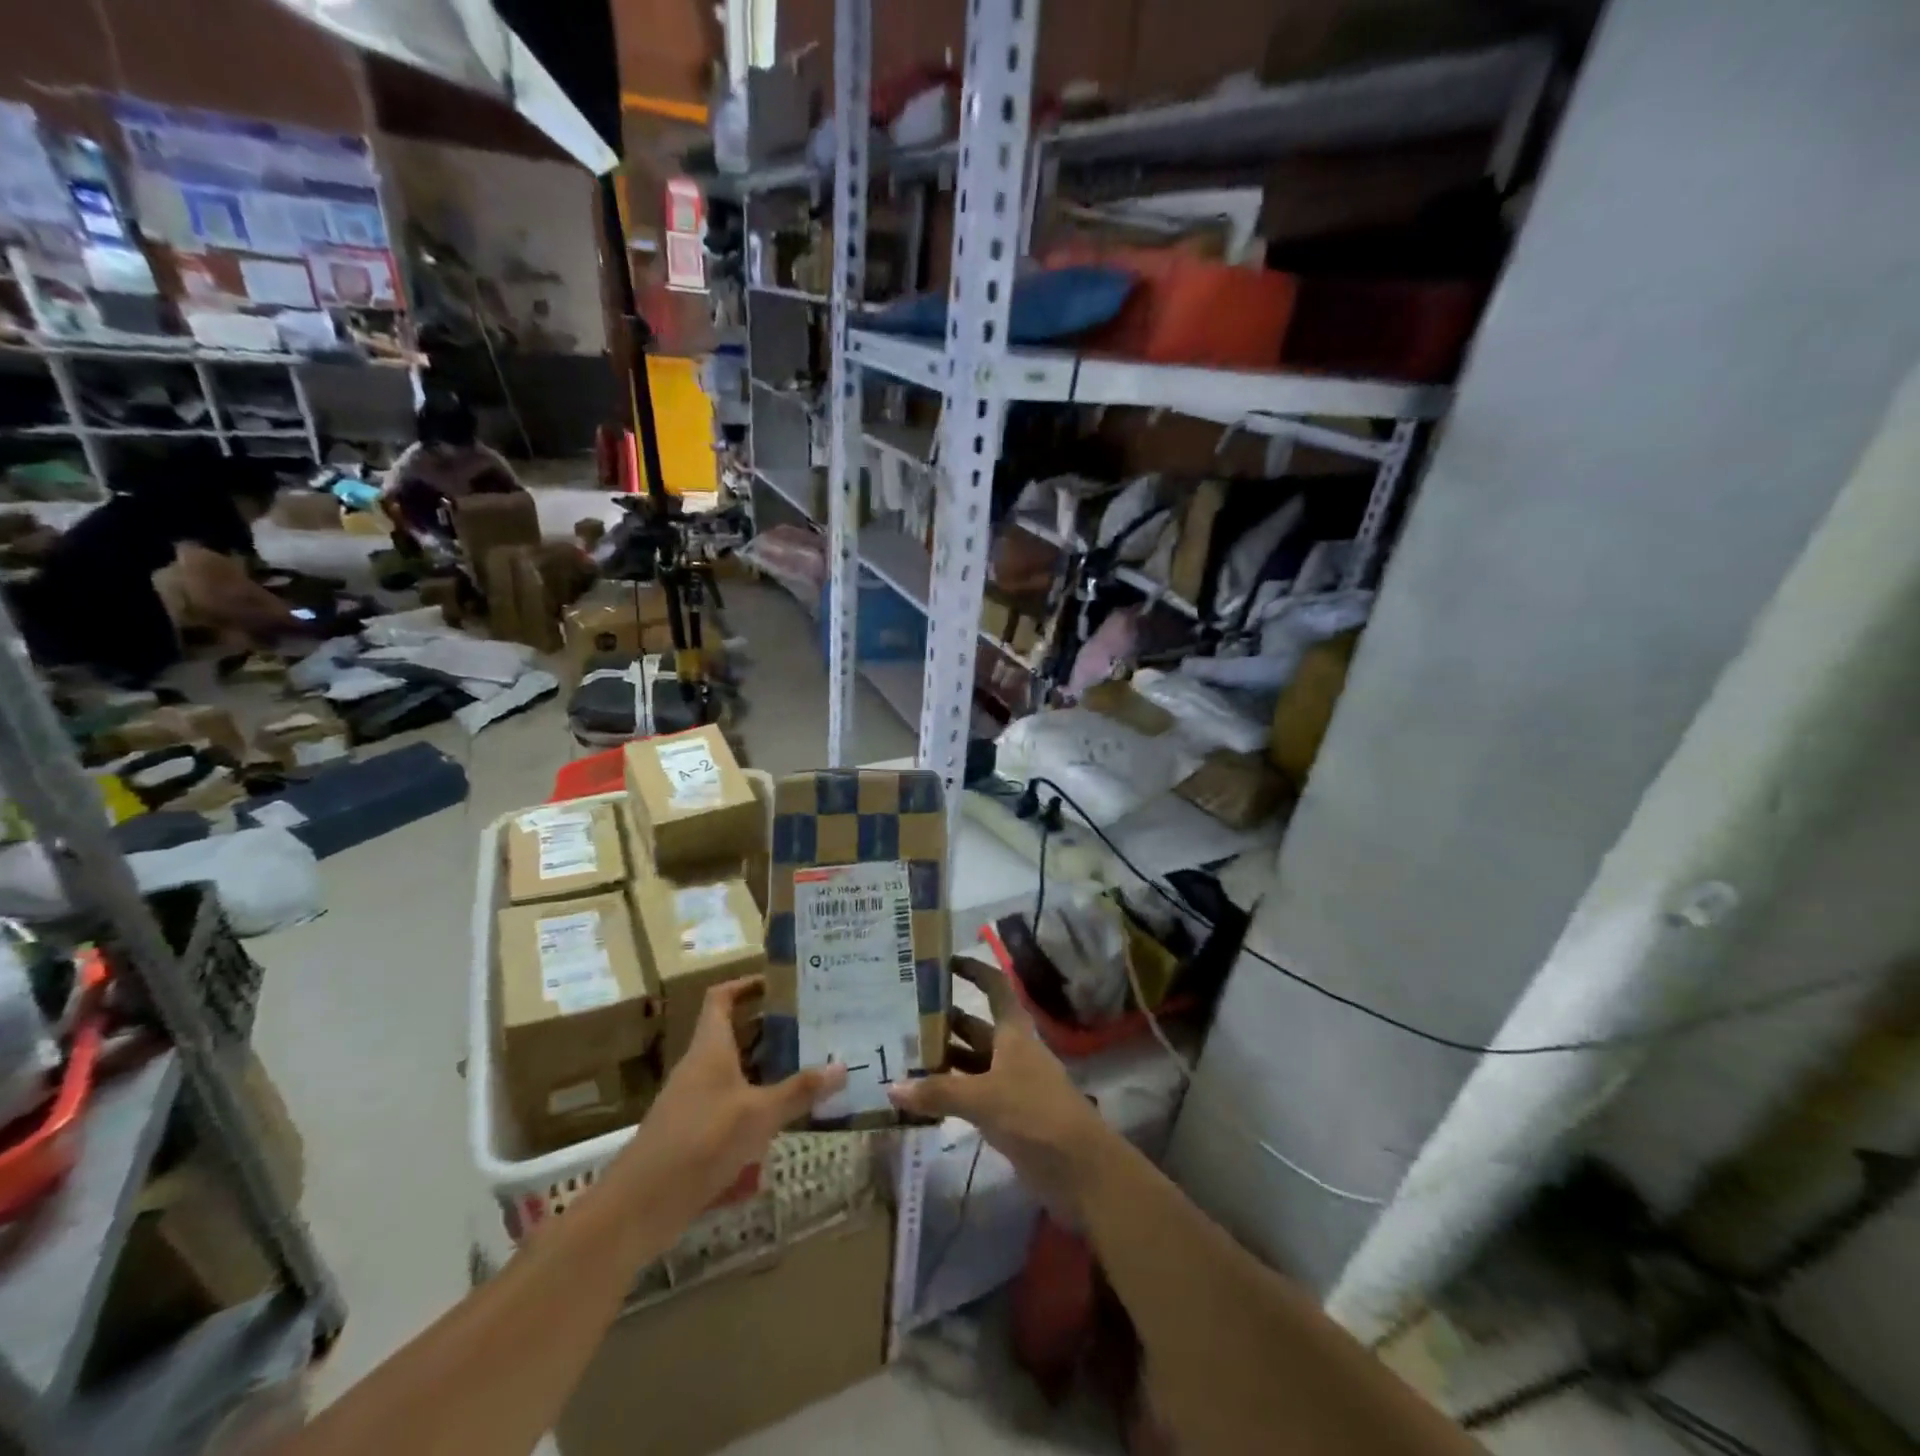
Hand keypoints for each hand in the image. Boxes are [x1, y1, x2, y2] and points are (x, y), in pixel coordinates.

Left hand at [626, 977, 844, 1222]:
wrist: (640, 1206)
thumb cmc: (701, 1142)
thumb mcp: (759, 1114)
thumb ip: (799, 1091)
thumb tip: (843, 1066)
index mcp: (710, 1047)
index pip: (722, 998)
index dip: (746, 985)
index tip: (779, 983)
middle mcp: (700, 1067)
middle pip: (734, 1033)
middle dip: (770, 1028)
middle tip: (810, 1025)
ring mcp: (695, 1101)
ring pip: (735, 1070)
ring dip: (766, 1067)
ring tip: (806, 1066)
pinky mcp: (694, 1133)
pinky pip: (731, 1103)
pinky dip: (756, 1103)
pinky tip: (783, 1118)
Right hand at [887, 958, 1111, 1221]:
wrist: (1080, 1168)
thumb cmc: (1035, 1115)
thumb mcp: (983, 1099)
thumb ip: (938, 1092)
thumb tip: (892, 1088)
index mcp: (1013, 1032)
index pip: (994, 987)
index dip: (974, 970)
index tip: (944, 962)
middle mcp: (1012, 1051)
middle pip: (976, 1026)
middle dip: (945, 1021)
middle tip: (903, 1018)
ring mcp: (1011, 1084)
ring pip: (972, 1062)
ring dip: (944, 1060)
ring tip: (903, 1057)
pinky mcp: (1009, 1115)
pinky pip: (973, 1094)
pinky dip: (951, 1093)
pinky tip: (923, 1099)